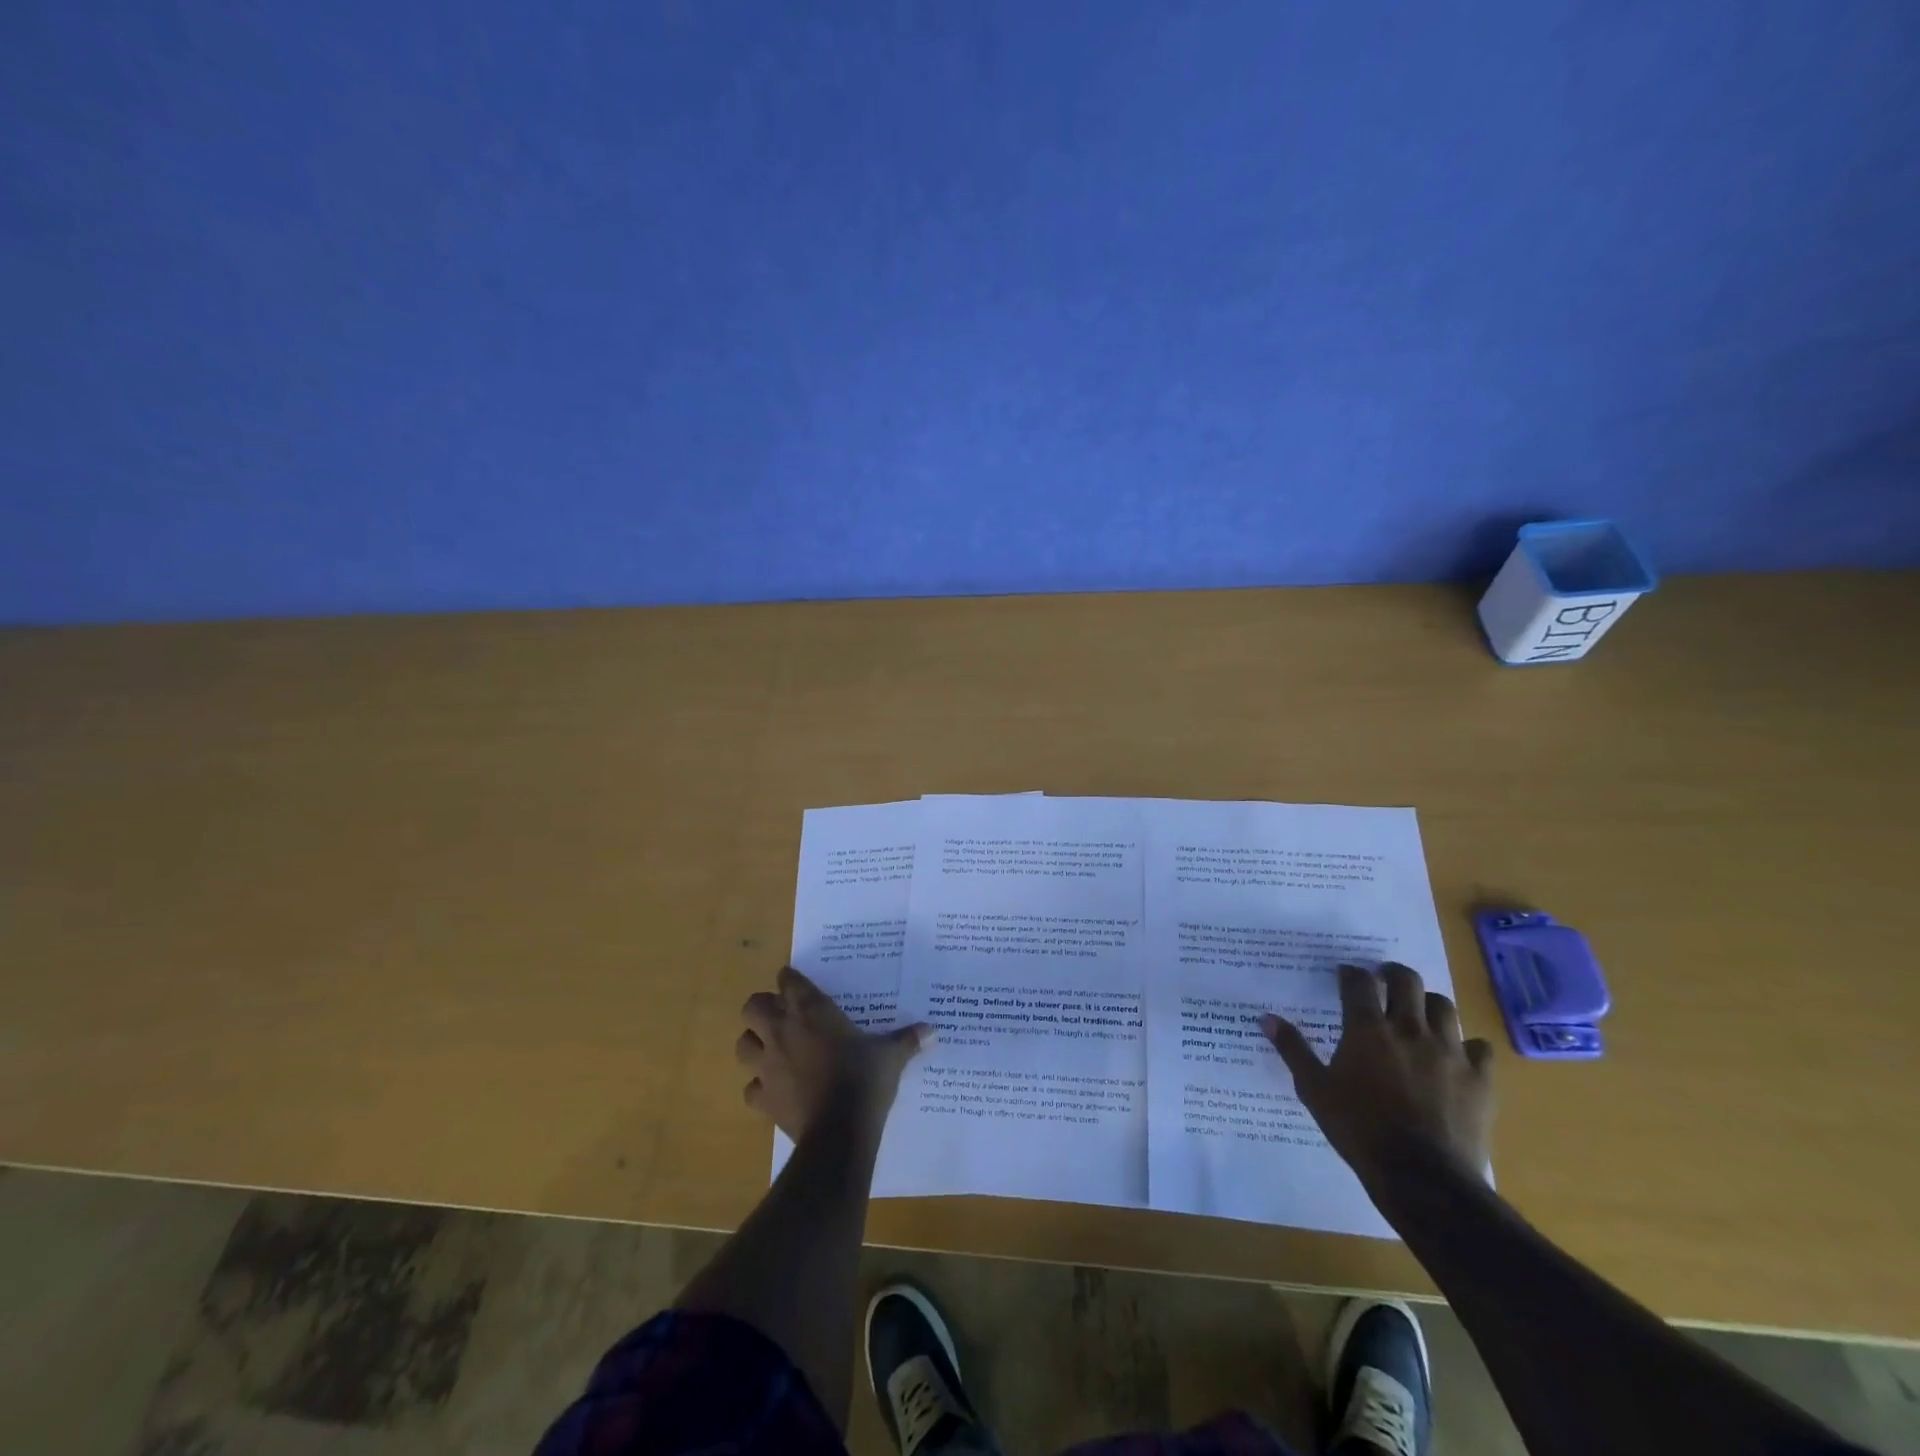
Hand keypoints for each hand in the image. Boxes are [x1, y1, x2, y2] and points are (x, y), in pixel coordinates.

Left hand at [737, 967, 932, 1141]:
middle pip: (753, 1006)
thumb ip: (907, 1040)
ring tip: (771, 1049)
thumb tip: (933, 1031)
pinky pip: (750, 1088)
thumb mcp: (890, 1056)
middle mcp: (782, 1031)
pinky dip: (759, 1087)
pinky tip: (775, 1090)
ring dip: (753, 1044)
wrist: (839, 1132)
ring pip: (743, 1045)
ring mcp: (767, 1065)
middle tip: (782, 1015)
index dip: (791, 981)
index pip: (788, 980)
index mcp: (811, 1011)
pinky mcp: (763, 1099)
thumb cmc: (863, 1080)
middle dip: (762, 1008)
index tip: (799, 985)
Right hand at [1263, 963, 1493, 1190]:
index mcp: (1367, 1029)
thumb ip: (1293, 1050)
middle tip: (1384, 981)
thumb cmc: (1360, 1129)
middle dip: (1393, 974)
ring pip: (1444, 1007)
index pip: (1359, 982)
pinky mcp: (1479, 1079)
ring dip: (1429, 1004)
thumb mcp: (1315, 1090)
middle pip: (1407, 981)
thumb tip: (1267, 1018)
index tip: (1345, 976)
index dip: (1350, 974)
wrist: (1422, 1177)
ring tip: (1419, 1013)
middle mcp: (1409, 1029)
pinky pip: (1480, 1048)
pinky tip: (1457, 1056)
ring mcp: (1449, 1052)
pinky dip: (1468, 1046)